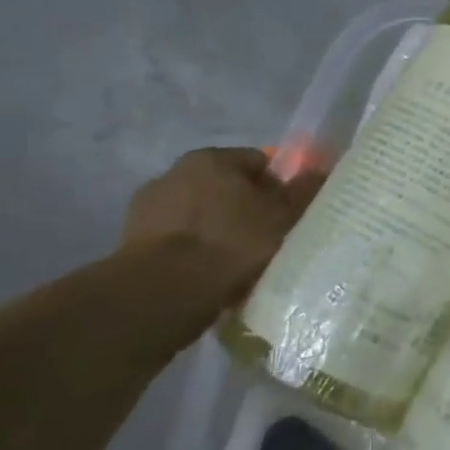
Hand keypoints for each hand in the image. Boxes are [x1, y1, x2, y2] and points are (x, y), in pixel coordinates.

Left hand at [121, 147, 324, 303]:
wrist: (164, 291)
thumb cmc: (232, 242)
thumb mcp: (283, 215)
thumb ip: (304, 191)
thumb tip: (319, 171)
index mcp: (211, 158)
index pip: (258, 162)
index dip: (277, 187)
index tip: (286, 215)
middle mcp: (174, 172)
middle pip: (225, 187)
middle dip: (245, 208)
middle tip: (265, 239)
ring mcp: (147, 208)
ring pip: (200, 215)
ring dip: (217, 231)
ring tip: (237, 263)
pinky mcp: (130, 242)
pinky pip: (178, 241)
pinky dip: (194, 252)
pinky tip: (209, 275)